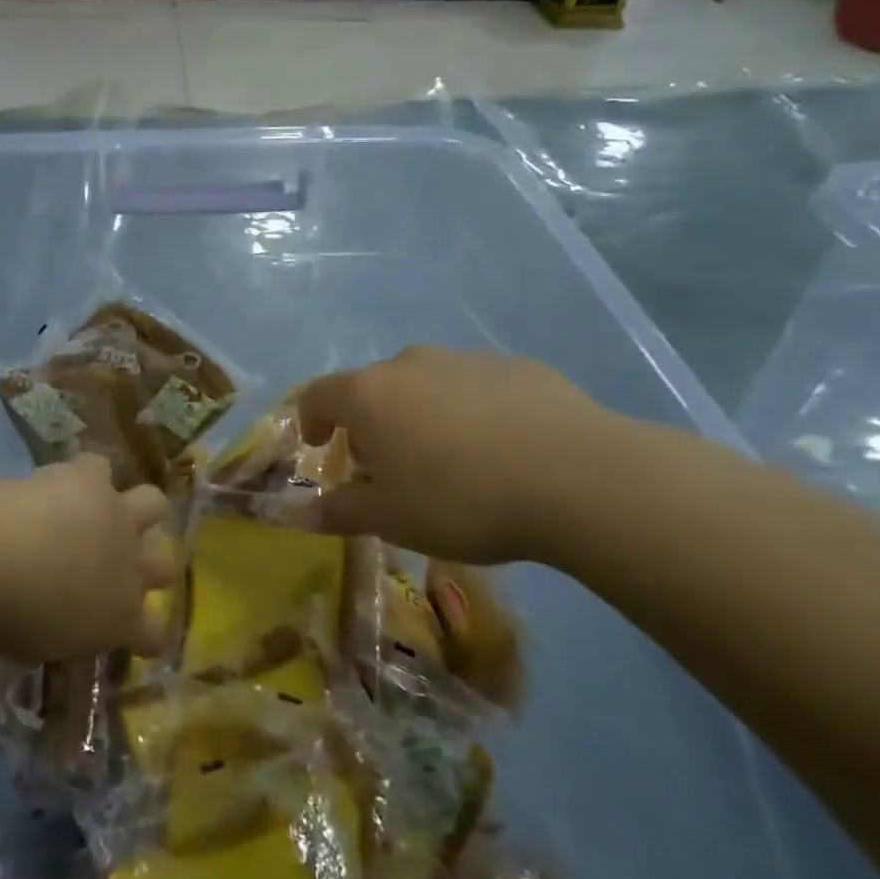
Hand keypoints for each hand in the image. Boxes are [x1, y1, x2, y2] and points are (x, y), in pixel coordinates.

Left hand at [0, 454, 177, 660]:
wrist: (9, 560)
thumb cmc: (17, 622)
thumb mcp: (41, 647)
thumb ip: (58, 637)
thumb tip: (51, 634)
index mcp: (121, 620)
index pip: (153, 634)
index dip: (149, 634)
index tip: (138, 633)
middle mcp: (131, 567)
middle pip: (164, 565)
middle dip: (152, 564)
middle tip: (122, 564)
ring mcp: (118, 518)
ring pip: (154, 503)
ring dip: (139, 507)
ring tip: (112, 508)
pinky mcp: (92, 479)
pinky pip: (99, 467)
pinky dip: (86, 472)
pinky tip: (68, 477)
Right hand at [297, 347, 630, 564]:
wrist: (577, 477)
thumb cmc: (460, 499)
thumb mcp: (391, 519)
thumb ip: (340, 511)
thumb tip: (302, 514)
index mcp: (369, 394)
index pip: (317, 395)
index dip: (309, 421)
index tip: (317, 447)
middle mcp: (409, 364)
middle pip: (372, 389)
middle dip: (369, 425)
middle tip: (388, 469)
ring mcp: (465, 359)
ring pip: (425, 385)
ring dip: (419, 416)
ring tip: (448, 463)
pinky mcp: (516, 366)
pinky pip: (474, 388)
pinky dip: (470, 412)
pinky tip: (500, 451)